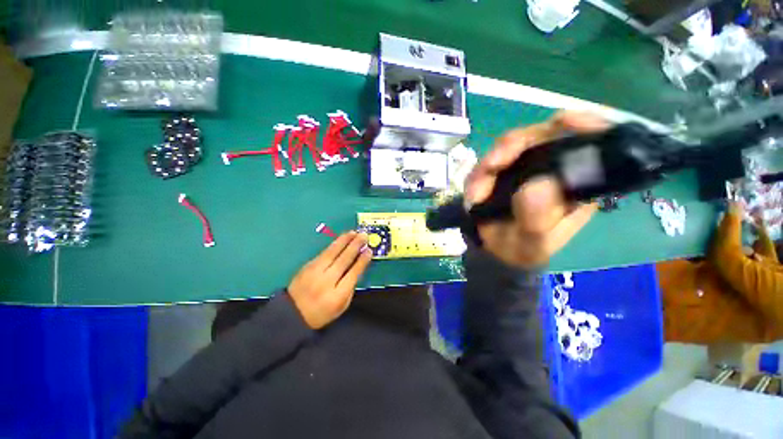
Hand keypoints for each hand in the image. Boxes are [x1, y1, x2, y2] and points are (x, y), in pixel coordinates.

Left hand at [288, 232, 371, 328]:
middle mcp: (326, 282)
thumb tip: (358, 266)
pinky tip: (341, 239)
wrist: (292, 314)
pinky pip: (324, 252)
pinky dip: (334, 244)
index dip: (362, 261)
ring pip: (332, 252)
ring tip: (354, 233)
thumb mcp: (341, 306)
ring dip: (344, 240)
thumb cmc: (321, 312)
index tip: (369, 251)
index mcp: (337, 295)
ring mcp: (314, 272)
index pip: (353, 273)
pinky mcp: (307, 266)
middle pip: (343, 260)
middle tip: (364, 236)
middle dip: (355, 246)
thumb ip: (350, 287)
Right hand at [464, 111, 606, 267]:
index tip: (562, 121)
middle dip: (513, 146)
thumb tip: (538, 185)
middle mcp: (554, 168)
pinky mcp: (503, 169)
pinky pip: (488, 161)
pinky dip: (477, 175)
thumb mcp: (533, 242)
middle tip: (491, 166)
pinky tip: (474, 193)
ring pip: (510, 145)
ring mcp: (526, 165)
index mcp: (577, 183)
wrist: (497, 250)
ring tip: (477, 193)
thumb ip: (537, 219)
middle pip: (542, 134)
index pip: (591, 142)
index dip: (583, 124)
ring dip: (488, 164)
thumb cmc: (523, 248)